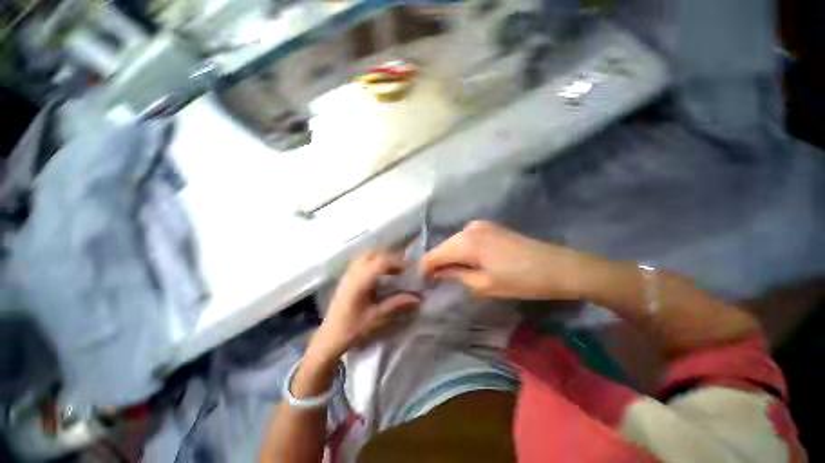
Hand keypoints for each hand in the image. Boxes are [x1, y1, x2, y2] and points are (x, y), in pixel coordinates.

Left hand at [308, 251, 419, 361]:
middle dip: (389, 258)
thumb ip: (396, 303)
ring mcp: (347, 274)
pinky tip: (378, 275)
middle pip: (373, 254)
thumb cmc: (352, 329)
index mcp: (360, 281)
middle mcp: (353, 273)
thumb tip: (417, 297)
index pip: (381, 262)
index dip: (397, 263)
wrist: (329, 338)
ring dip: (380, 259)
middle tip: (400, 269)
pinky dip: (373, 263)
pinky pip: (361, 262)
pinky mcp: (346, 278)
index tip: (408, 270)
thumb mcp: (376, 317)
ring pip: (366, 256)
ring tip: (391, 271)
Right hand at [420, 221, 586, 299]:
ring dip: (451, 259)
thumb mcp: (484, 284)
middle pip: (443, 247)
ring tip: (452, 276)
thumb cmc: (520, 280)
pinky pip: (467, 240)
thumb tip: (438, 273)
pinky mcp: (490, 228)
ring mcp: (480, 225)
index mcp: (465, 241)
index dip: (425, 269)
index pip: (433, 254)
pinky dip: (462, 253)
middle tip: (437, 283)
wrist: (559, 267)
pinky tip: (467, 264)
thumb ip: (456, 275)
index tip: (423, 284)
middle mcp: (469, 228)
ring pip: (455, 243)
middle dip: (437, 264)